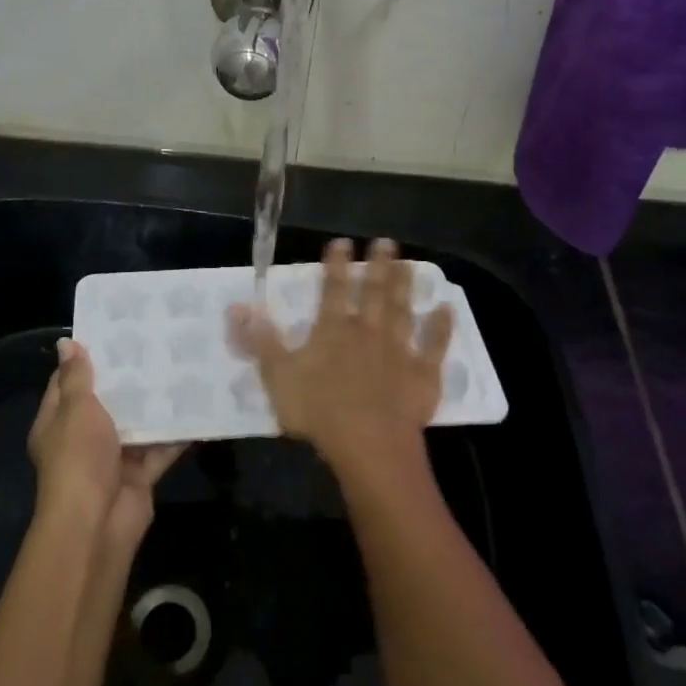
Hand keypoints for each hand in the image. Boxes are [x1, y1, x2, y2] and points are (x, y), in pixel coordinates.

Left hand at [29, 339, 182, 548]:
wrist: (97, 523)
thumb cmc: (79, 458)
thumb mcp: (76, 409)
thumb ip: (77, 377)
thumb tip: (67, 342)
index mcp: (57, 423)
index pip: (68, 383)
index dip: (87, 359)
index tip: (114, 333)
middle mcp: (83, 440)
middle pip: (106, 403)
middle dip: (129, 379)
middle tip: (156, 344)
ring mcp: (112, 459)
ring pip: (136, 425)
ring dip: (155, 405)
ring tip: (181, 368)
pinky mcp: (139, 476)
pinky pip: (160, 449)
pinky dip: (176, 434)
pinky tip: (198, 408)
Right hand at [228, 238, 453, 489]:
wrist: (369, 445)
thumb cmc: (318, 412)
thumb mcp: (277, 376)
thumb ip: (260, 340)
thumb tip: (239, 306)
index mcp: (332, 331)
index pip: (333, 290)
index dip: (336, 265)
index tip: (342, 242)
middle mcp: (367, 332)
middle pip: (373, 293)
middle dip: (378, 266)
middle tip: (386, 241)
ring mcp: (398, 351)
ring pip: (402, 311)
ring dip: (405, 286)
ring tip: (409, 263)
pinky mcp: (422, 374)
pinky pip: (434, 346)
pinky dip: (441, 327)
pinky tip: (446, 309)